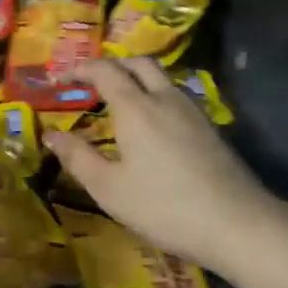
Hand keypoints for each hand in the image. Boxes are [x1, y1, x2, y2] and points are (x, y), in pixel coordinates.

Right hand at [45, 57, 276, 272]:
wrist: (236, 224)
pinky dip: (155, 97)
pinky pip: (176, 98)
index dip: (80, 69)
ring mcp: (193, 112)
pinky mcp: (210, 129)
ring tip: (118, 102)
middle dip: (112, 65)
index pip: (105, 71)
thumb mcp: (109, 188)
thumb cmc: (163, 206)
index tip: (61, 78)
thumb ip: (77, 157)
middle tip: (91, 82)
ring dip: (136, 80)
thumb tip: (51, 135)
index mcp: (136, 108)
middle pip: (139, 64)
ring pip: (162, 79)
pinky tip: (150, 126)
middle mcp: (166, 99)